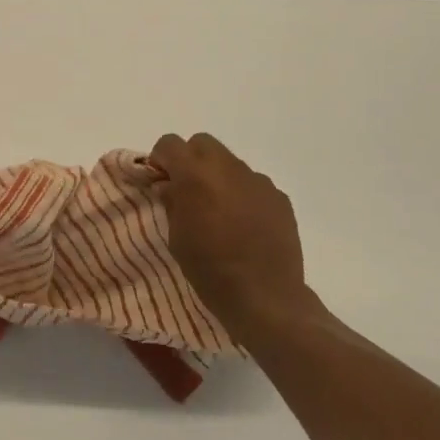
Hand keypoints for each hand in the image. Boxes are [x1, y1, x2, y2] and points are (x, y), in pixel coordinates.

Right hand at [150, 133, 315, 335]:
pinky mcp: (279, 197)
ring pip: (230, 163)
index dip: (161, 159)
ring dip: (218, 177)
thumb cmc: (209, 269)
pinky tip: (244, 224)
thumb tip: (169, 186)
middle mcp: (229, 168)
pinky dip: (242, 194)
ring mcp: (258, 181)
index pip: (170, 143)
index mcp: (196, 176)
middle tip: (186, 191)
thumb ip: (172, 203)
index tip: (159, 181)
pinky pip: (253, 184)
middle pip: (203, 143)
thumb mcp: (177, 238)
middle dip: (190, 160)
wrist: (264, 296)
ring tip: (218, 211)